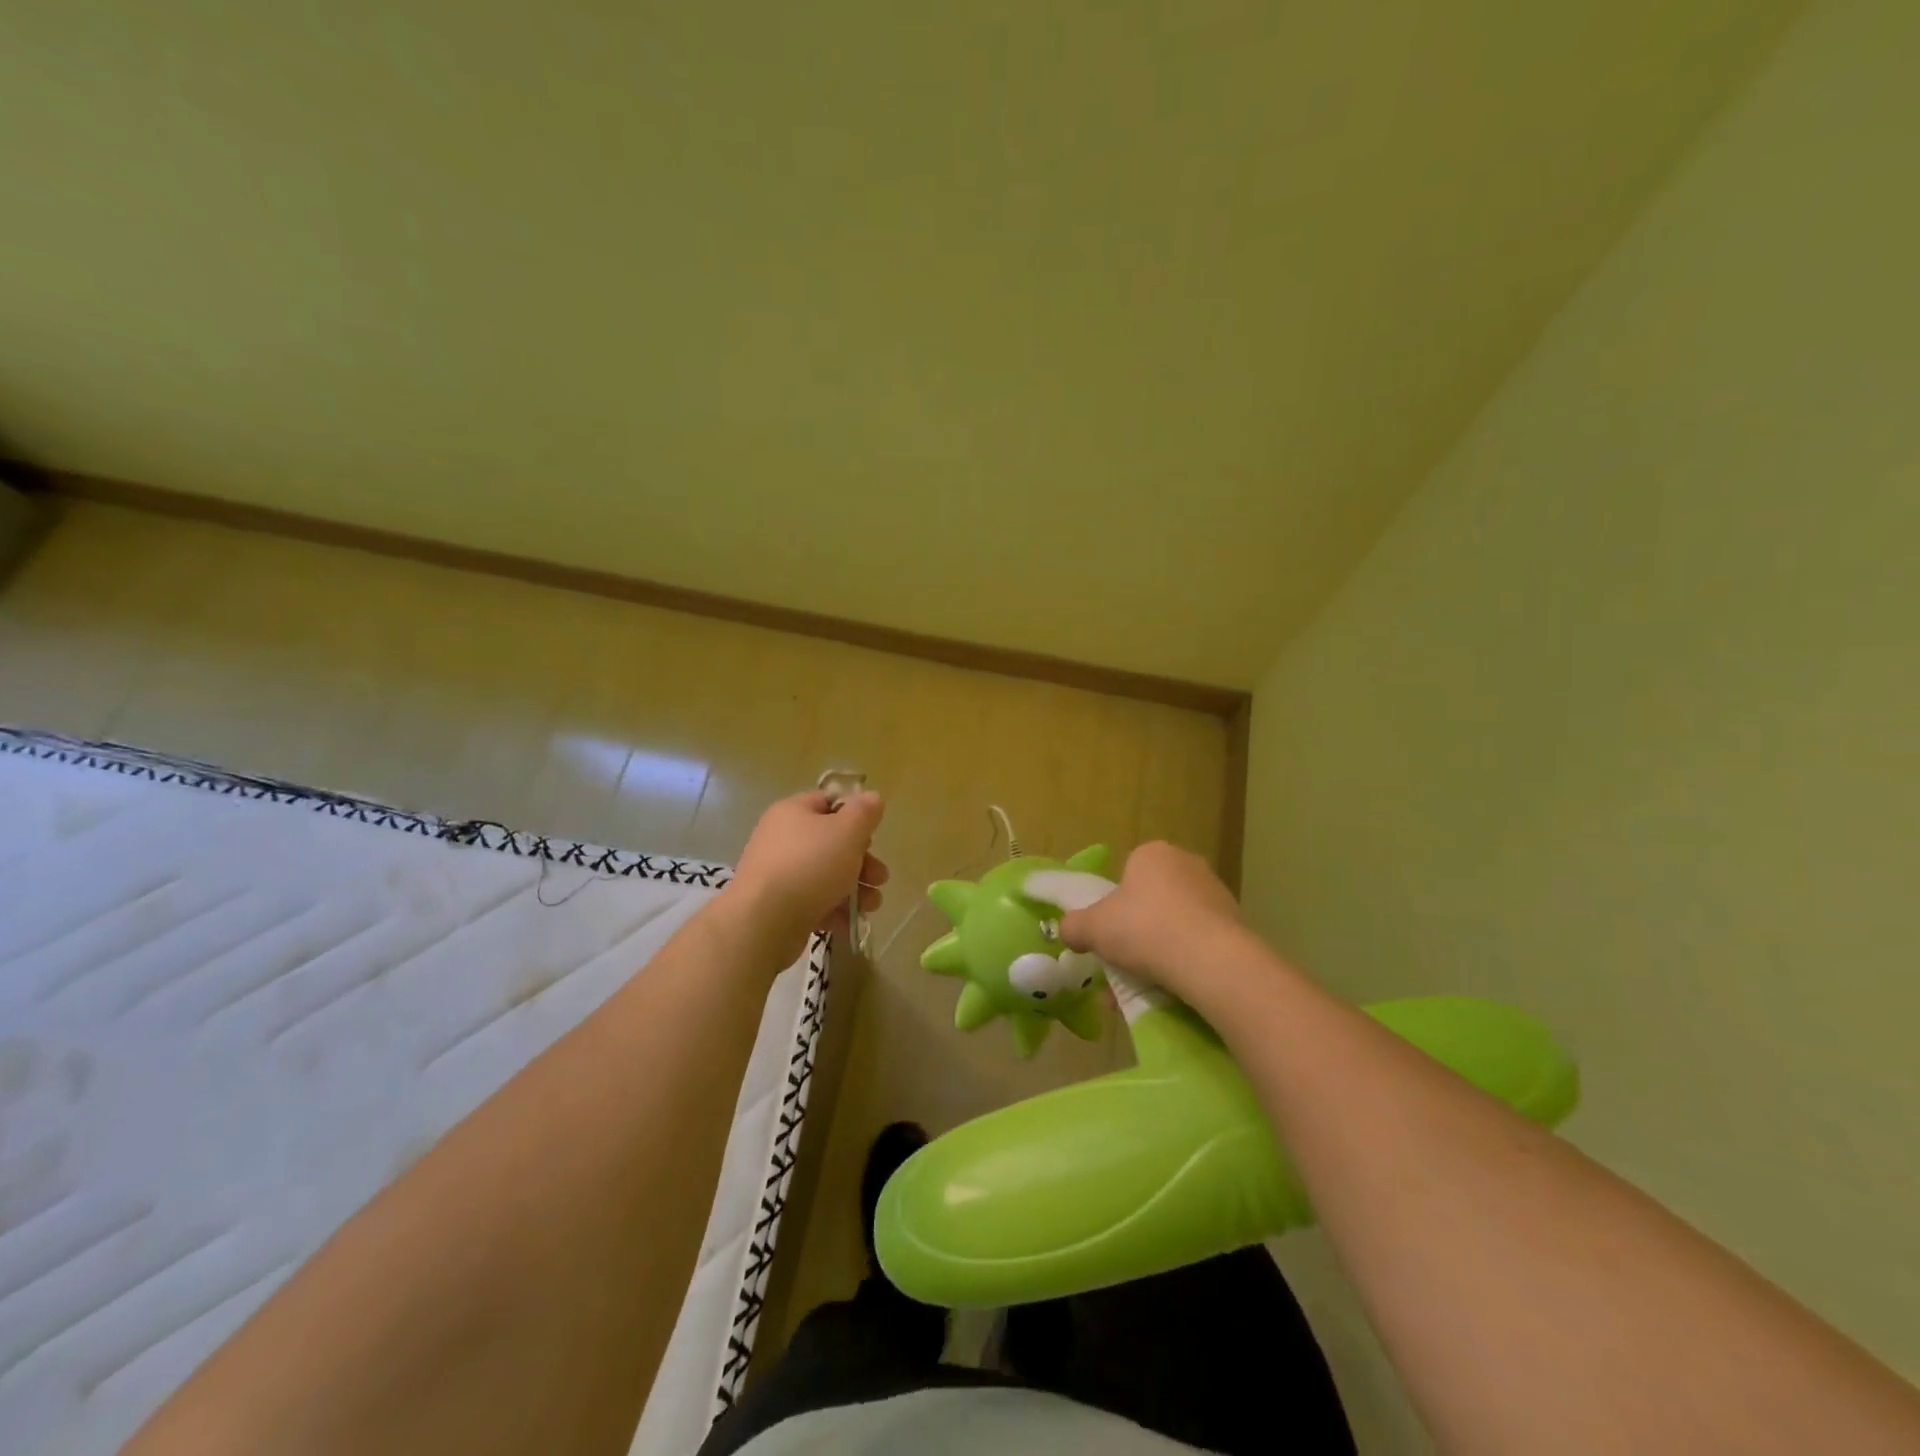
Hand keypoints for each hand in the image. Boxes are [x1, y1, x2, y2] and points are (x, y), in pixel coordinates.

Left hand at [722, 790, 887, 965]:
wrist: (764, 922)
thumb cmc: (810, 865)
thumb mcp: (847, 831)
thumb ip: (864, 813)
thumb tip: (872, 797)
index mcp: (793, 812)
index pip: (828, 802)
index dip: (854, 816)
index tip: (872, 835)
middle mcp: (782, 839)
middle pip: (832, 844)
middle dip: (863, 862)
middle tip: (880, 878)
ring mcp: (779, 874)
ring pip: (826, 876)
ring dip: (855, 890)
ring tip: (871, 907)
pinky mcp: (778, 906)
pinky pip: (813, 902)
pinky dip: (833, 911)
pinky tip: (848, 924)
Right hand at [1058, 840, 1241, 999]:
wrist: (1210, 961)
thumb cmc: (1144, 928)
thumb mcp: (1092, 928)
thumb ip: (1074, 926)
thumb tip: (1067, 931)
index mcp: (1152, 854)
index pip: (1128, 873)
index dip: (1115, 904)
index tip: (1109, 932)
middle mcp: (1188, 865)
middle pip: (1153, 899)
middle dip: (1138, 929)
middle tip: (1124, 960)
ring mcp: (1217, 894)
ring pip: (1176, 924)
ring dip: (1160, 950)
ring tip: (1145, 985)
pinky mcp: (1237, 926)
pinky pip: (1200, 943)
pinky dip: (1185, 962)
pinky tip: (1173, 989)